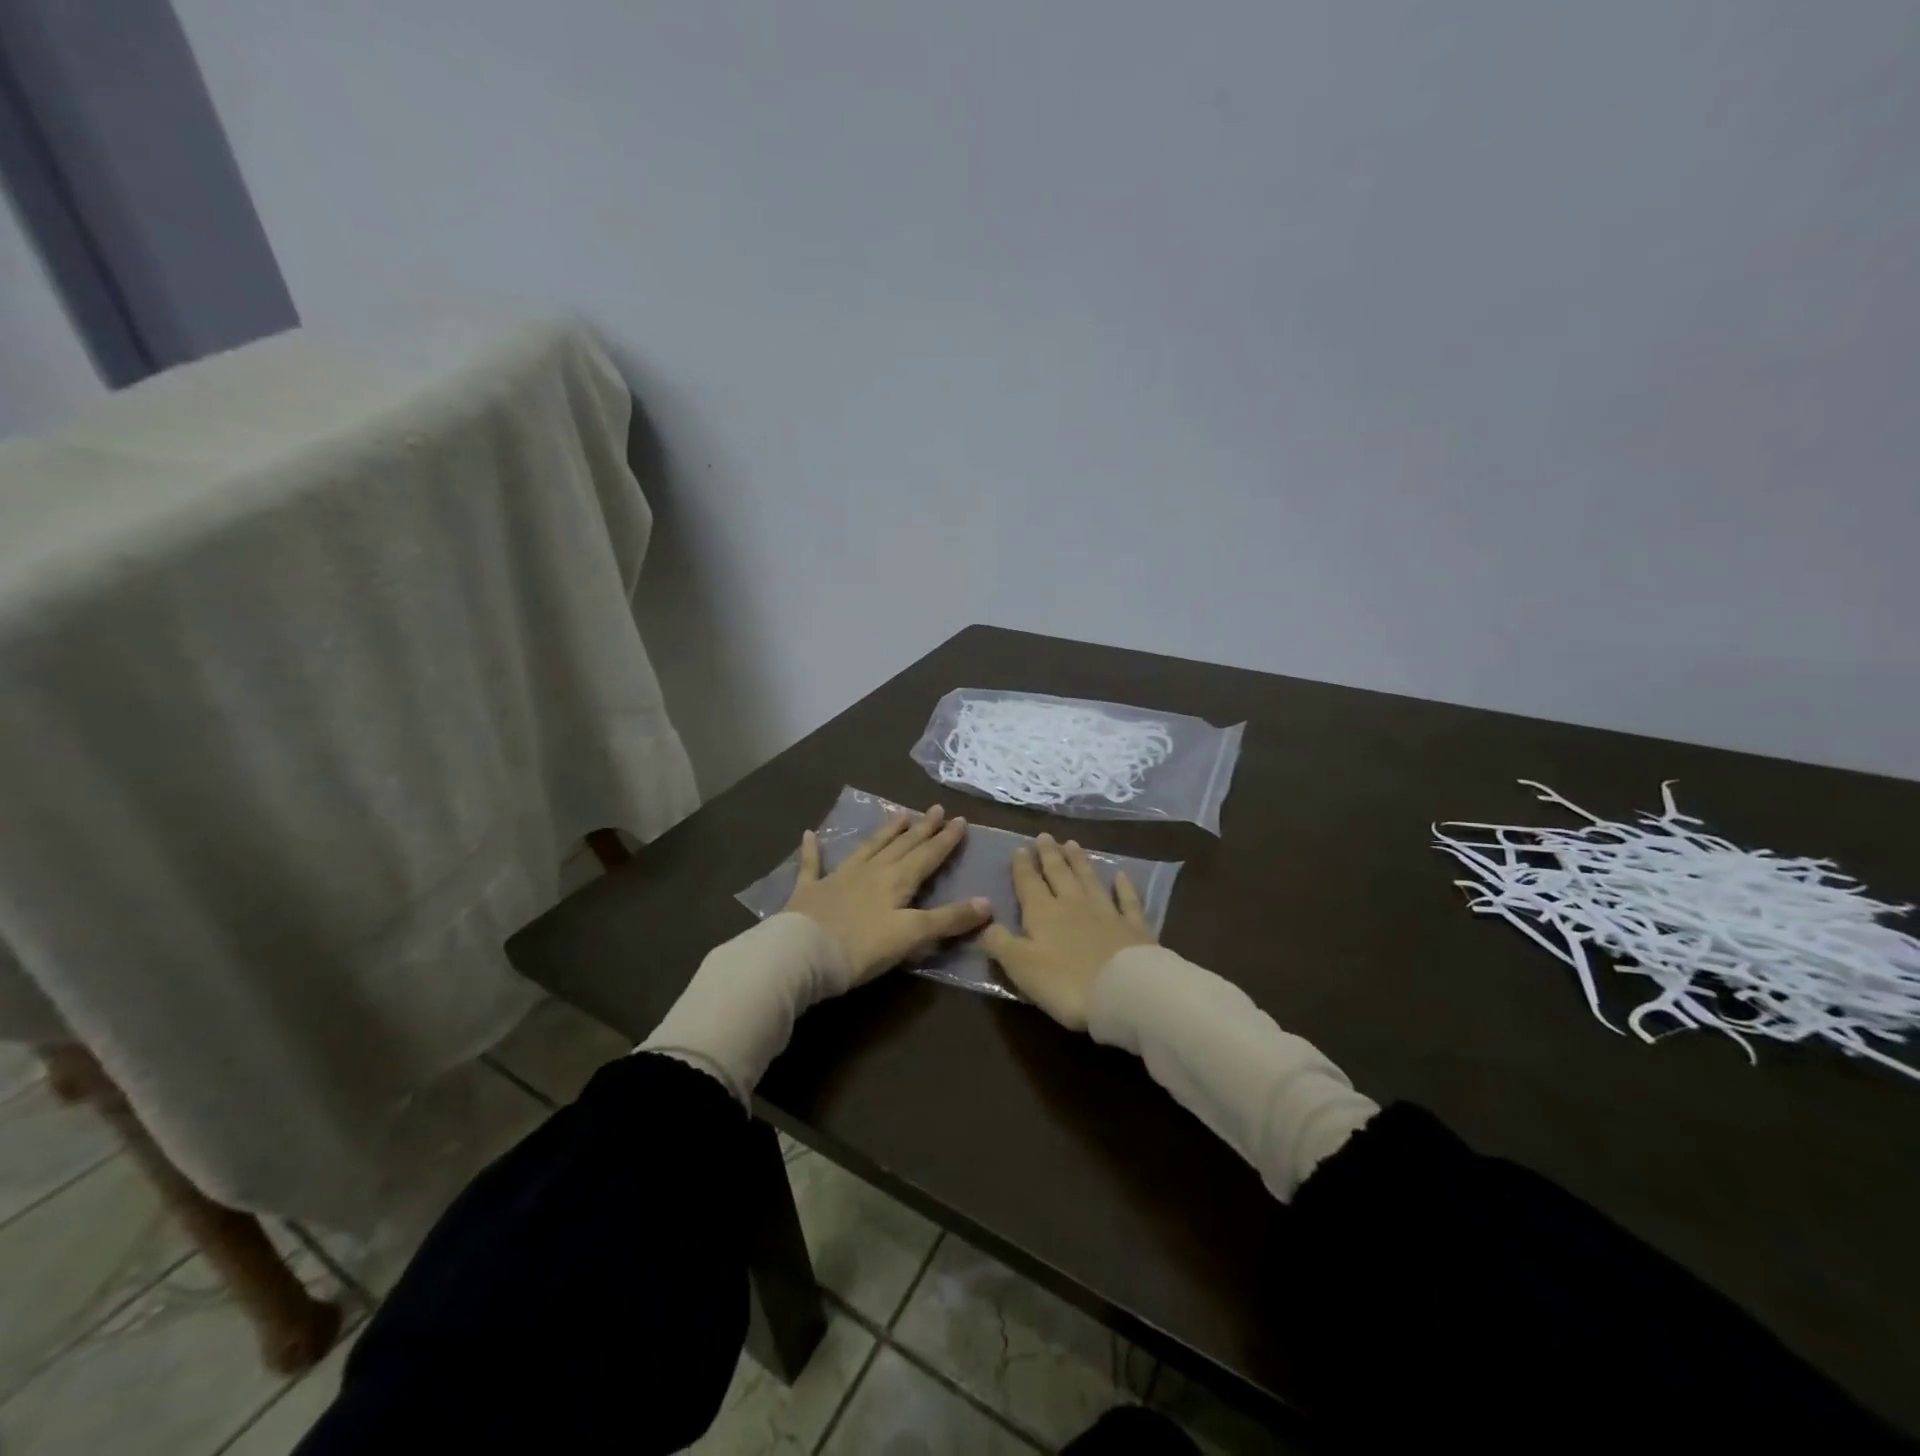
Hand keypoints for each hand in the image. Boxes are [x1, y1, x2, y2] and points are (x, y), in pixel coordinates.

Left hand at [784, 804, 991, 985]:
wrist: (803, 954)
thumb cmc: (862, 949)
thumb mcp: (912, 935)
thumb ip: (949, 919)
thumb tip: (988, 903)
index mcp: (897, 882)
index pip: (927, 856)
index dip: (945, 840)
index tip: (960, 820)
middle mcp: (871, 872)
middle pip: (902, 846)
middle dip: (922, 829)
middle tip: (936, 809)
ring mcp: (838, 878)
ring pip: (868, 848)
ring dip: (885, 832)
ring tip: (899, 813)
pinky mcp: (809, 891)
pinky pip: (812, 865)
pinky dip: (812, 850)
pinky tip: (808, 834)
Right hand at [981, 833, 1155, 1029]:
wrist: (1123, 992)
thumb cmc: (1065, 983)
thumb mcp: (1020, 967)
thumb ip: (1000, 943)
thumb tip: (985, 925)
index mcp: (1043, 913)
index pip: (1029, 883)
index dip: (1023, 866)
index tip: (1020, 848)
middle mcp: (1073, 904)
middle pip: (1059, 874)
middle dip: (1050, 855)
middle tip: (1045, 836)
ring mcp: (1107, 912)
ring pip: (1090, 879)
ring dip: (1080, 862)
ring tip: (1072, 844)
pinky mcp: (1134, 927)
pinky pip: (1128, 900)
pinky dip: (1124, 886)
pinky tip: (1121, 875)